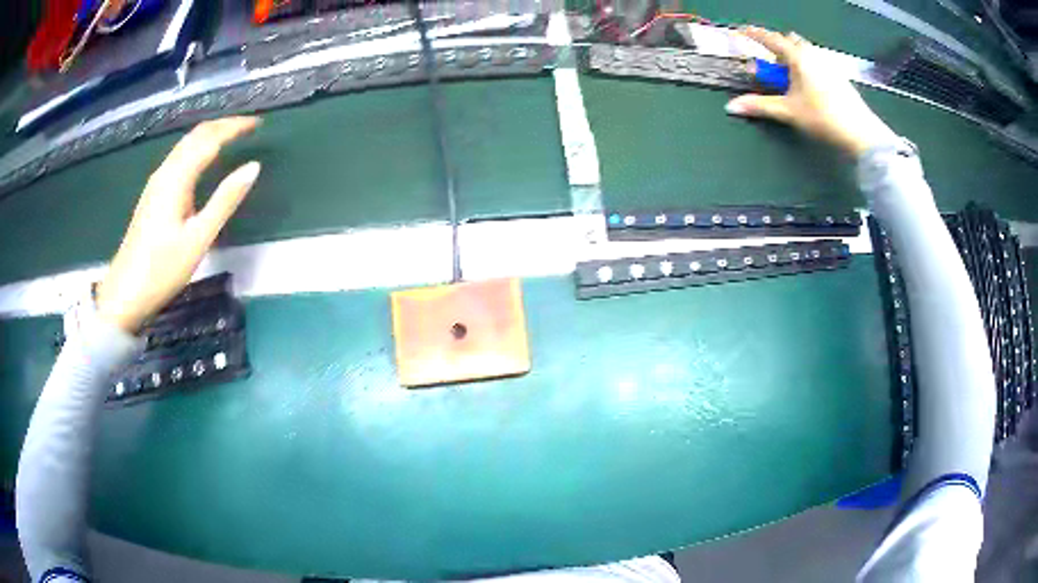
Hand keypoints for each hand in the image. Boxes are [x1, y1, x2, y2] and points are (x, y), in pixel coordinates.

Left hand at [96, 117, 260, 333]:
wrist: (124, 294)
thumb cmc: (162, 270)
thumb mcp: (198, 238)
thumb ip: (225, 200)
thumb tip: (253, 167)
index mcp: (176, 178)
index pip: (209, 138)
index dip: (234, 127)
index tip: (258, 124)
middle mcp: (165, 172)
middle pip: (195, 136)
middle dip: (222, 125)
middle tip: (248, 127)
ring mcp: (156, 184)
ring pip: (185, 146)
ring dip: (209, 136)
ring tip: (231, 138)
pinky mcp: (152, 196)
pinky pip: (179, 159)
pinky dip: (197, 150)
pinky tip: (204, 162)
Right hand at [725, 26, 898, 156]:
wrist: (861, 133)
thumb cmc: (823, 117)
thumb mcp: (789, 112)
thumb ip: (760, 106)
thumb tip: (732, 106)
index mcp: (798, 57)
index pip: (770, 38)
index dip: (753, 34)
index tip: (740, 32)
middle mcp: (813, 54)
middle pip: (790, 42)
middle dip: (778, 49)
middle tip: (771, 67)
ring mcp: (828, 64)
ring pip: (805, 52)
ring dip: (793, 59)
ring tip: (790, 81)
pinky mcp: (839, 76)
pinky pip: (817, 63)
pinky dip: (807, 68)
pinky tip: (809, 88)